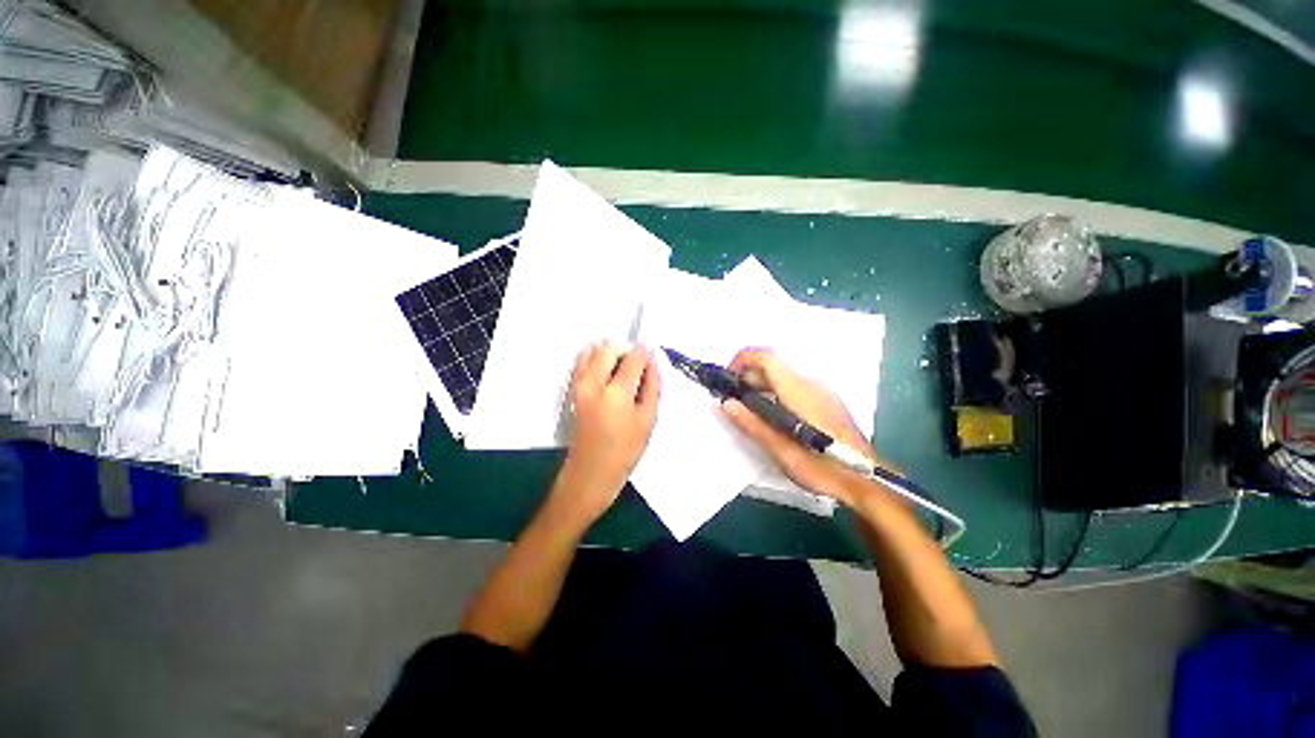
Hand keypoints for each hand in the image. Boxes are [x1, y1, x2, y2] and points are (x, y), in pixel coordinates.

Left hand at [552, 341, 660, 524]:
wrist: (591, 471)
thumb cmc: (625, 450)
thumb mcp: (648, 419)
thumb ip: (652, 386)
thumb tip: (651, 363)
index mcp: (617, 394)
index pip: (634, 357)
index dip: (646, 353)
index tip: (652, 358)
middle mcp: (594, 383)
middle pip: (609, 346)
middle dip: (626, 350)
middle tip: (637, 366)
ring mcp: (579, 384)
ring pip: (593, 349)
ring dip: (610, 353)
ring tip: (622, 371)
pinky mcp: (573, 388)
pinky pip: (583, 360)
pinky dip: (596, 359)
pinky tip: (608, 374)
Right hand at [721, 348, 878, 504]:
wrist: (867, 479)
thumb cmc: (823, 466)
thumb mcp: (782, 451)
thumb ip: (753, 425)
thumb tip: (727, 403)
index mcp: (798, 391)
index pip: (767, 358)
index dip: (742, 360)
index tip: (727, 379)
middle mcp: (810, 384)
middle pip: (773, 367)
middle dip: (747, 378)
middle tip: (732, 401)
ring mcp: (821, 392)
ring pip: (782, 378)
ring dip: (760, 387)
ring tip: (748, 412)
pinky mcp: (825, 401)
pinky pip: (793, 388)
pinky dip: (774, 394)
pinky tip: (771, 418)